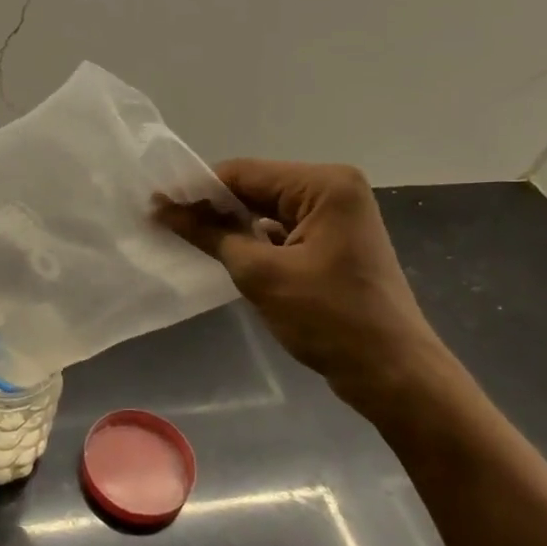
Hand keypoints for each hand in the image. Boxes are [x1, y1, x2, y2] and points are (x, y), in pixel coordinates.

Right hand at [156, 160, 443, 415]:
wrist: (392, 372)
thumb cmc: (329, 318)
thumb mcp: (260, 274)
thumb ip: (210, 234)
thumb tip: (163, 208)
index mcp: (324, 184)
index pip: (244, 173)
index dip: (196, 189)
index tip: (154, 204)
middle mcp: (334, 189)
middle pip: (256, 187)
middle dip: (212, 207)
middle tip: (162, 221)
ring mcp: (337, 216)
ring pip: (267, 210)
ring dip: (230, 224)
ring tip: (183, 236)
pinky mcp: (334, 241)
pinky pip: (282, 230)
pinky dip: (252, 240)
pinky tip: (221, 252)